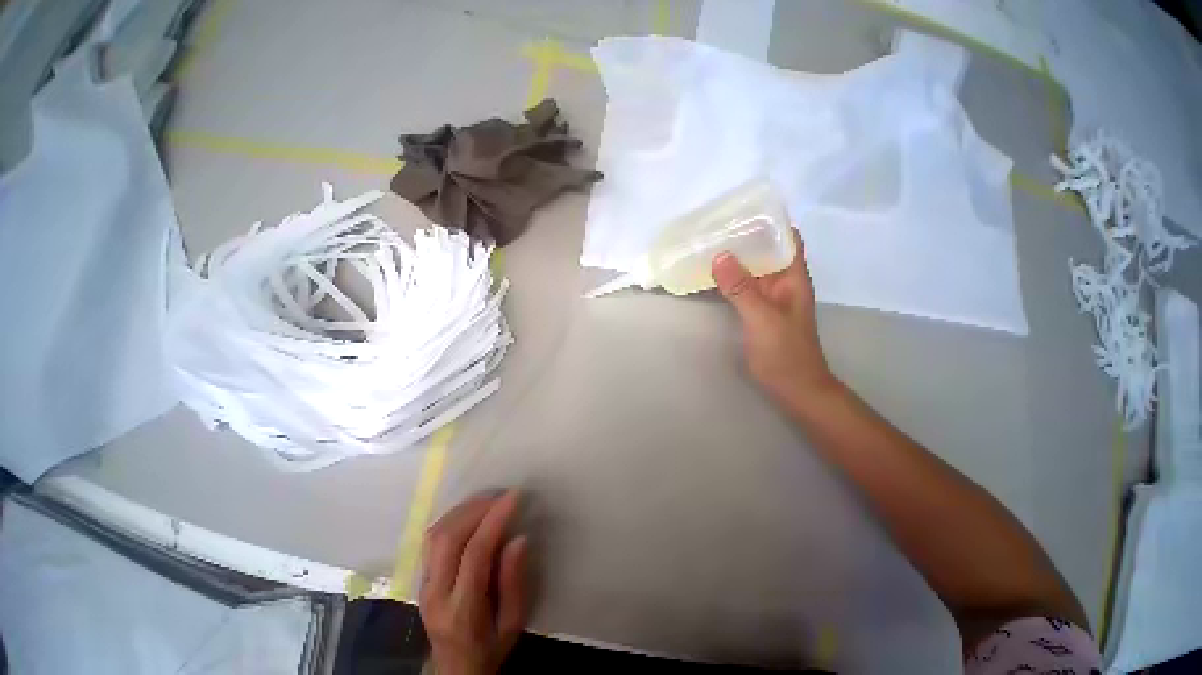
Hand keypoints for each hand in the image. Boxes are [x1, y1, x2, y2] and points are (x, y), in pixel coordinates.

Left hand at [420, 491, 528, 674]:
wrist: (454, 669)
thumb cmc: (489, 647)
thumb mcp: (512, 623)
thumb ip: (514, 582)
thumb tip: (518, 538)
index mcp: (462, 611)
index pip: (475, 553)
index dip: (495, 519)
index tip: (514, 496)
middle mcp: (436, 594)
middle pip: (449, 538)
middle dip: (477, 508)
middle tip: (501, 495)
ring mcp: (423, 584)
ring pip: (436, 534)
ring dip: (463, 509)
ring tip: (488, 499)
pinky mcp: (420, 577)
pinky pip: (431, 538)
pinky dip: (451, 517)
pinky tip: (470, 511)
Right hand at [711, 230, 835, 405]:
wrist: (794, 388)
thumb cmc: (785, 353)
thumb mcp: (762, 318)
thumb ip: (742, 289)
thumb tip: (720, 256)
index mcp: (792, 277)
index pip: (786, 238)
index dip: (768, 222)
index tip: (741, 213)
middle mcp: (782, 282)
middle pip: (765, 251)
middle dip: (743, 238)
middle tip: (712, 229)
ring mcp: (769, 297)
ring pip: (751, 270)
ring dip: (733, 259)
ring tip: (706, 247)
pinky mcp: (757, 311)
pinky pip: (742, 288)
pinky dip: (728, 280)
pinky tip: (710, 277)